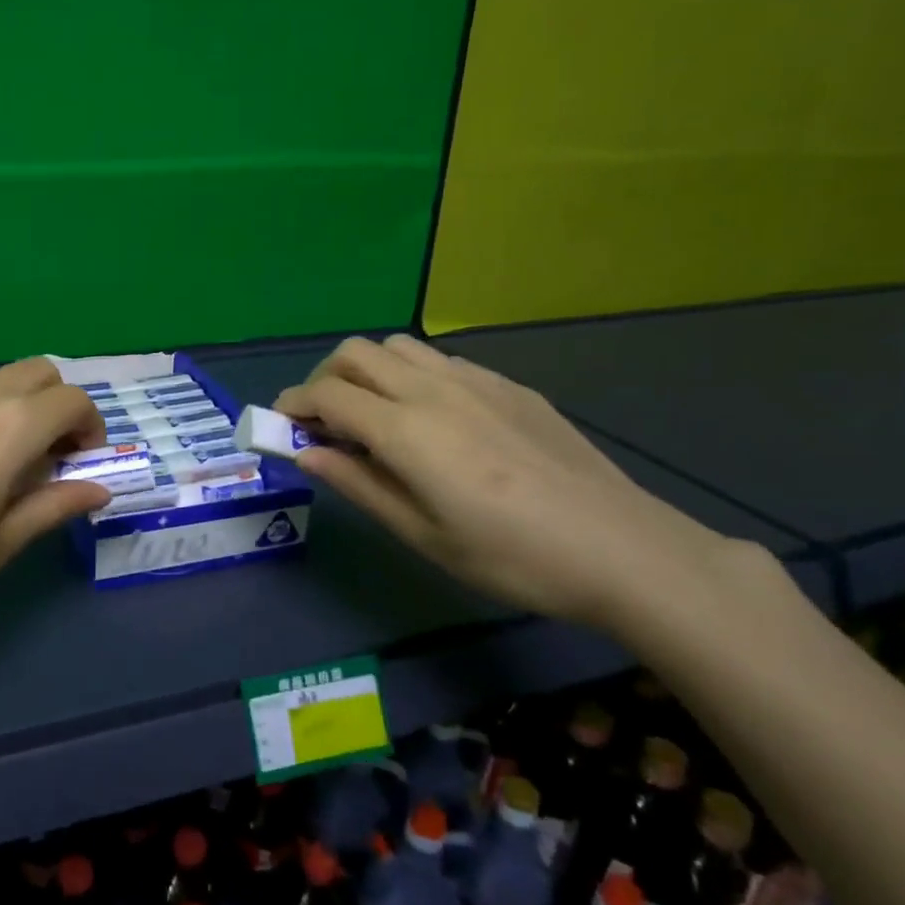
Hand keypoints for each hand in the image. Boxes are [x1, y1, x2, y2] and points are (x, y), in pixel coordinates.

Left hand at [0, 358, 109, 654]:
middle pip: (37, 372)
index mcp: (8, 427)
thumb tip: (98, 489)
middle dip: (57, 405)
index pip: (72, 400)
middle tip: (49, 457)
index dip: (91, 427)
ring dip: (15, 407)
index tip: (82, 464)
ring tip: (1, 463)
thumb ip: (54, 506)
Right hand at [275, 335, 742, 627]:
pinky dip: (410, 377)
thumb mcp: (422, 535)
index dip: (293, 405)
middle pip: (355, 352)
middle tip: (324, 423)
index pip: (327, 394)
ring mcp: (475, 381)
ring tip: (374, 416)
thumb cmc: (511, 557)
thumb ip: (359, 484)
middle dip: (324, 379)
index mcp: (406, 430)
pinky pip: (440, 361)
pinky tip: (431, 420)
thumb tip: (307, 453)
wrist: (622, 549)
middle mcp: (433, 390)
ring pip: (398, 347)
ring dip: (367, 371)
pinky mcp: (508, 386)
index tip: (282, 427)